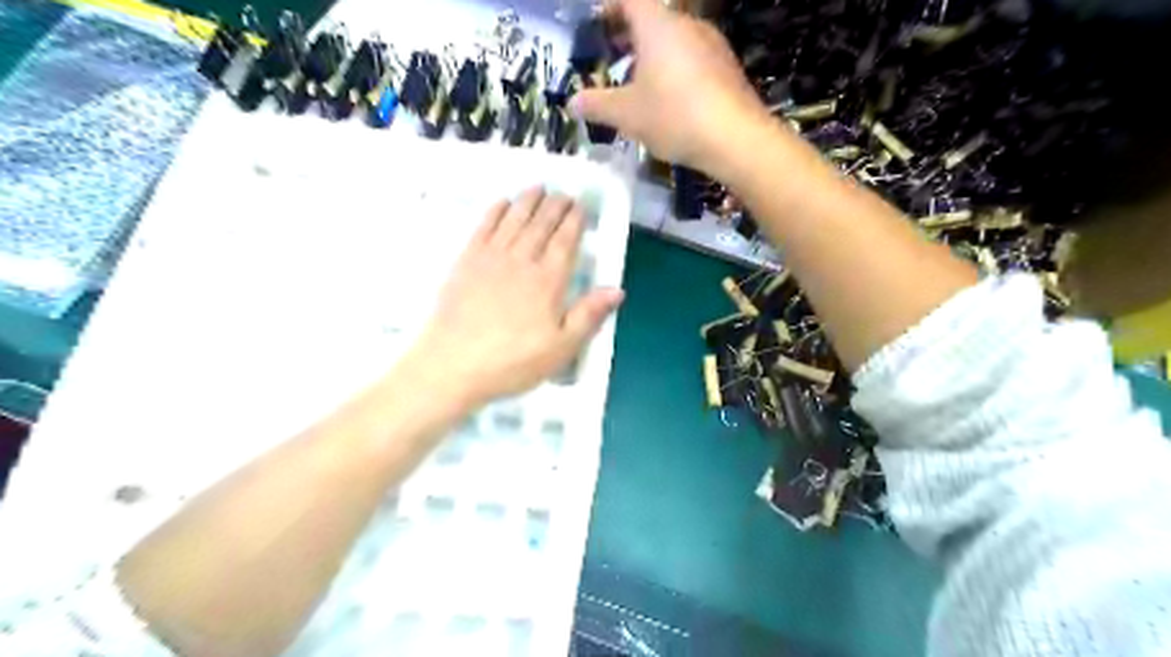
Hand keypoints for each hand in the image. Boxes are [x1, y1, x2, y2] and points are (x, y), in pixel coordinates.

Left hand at [403, 186, 620, 406]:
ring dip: (528, 201)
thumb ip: (589, 316)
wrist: (452, 364)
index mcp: (548, 281)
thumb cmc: (512, 362)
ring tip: (538, 187)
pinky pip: (483, 227)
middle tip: (563, 193)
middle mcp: (521, 261)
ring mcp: (490, 258)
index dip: (574, 221)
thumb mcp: (560, 348)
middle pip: (541, 225)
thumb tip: (617, 290)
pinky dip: (495, 212)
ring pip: (514, 220)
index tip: (580, 207)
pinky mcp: (466, 262)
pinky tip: (502, 203)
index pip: (565, 242)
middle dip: (554, 206)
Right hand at [572, 0, 775, 177]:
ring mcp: (713, 44)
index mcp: (658, 24)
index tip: (597, 27)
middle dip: (629, 35)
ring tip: (639, 83)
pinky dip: (675, 68)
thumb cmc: (674, 116)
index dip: (611, 8)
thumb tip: (572, 103)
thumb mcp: (627, 114)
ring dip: (653, 54)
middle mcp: (687, 24)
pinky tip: (670, 99)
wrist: (735, 138)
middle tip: (612, 57)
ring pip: (675, 39)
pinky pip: (693, 57)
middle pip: (653, 17)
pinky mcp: (728, 67)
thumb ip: (597, 105)